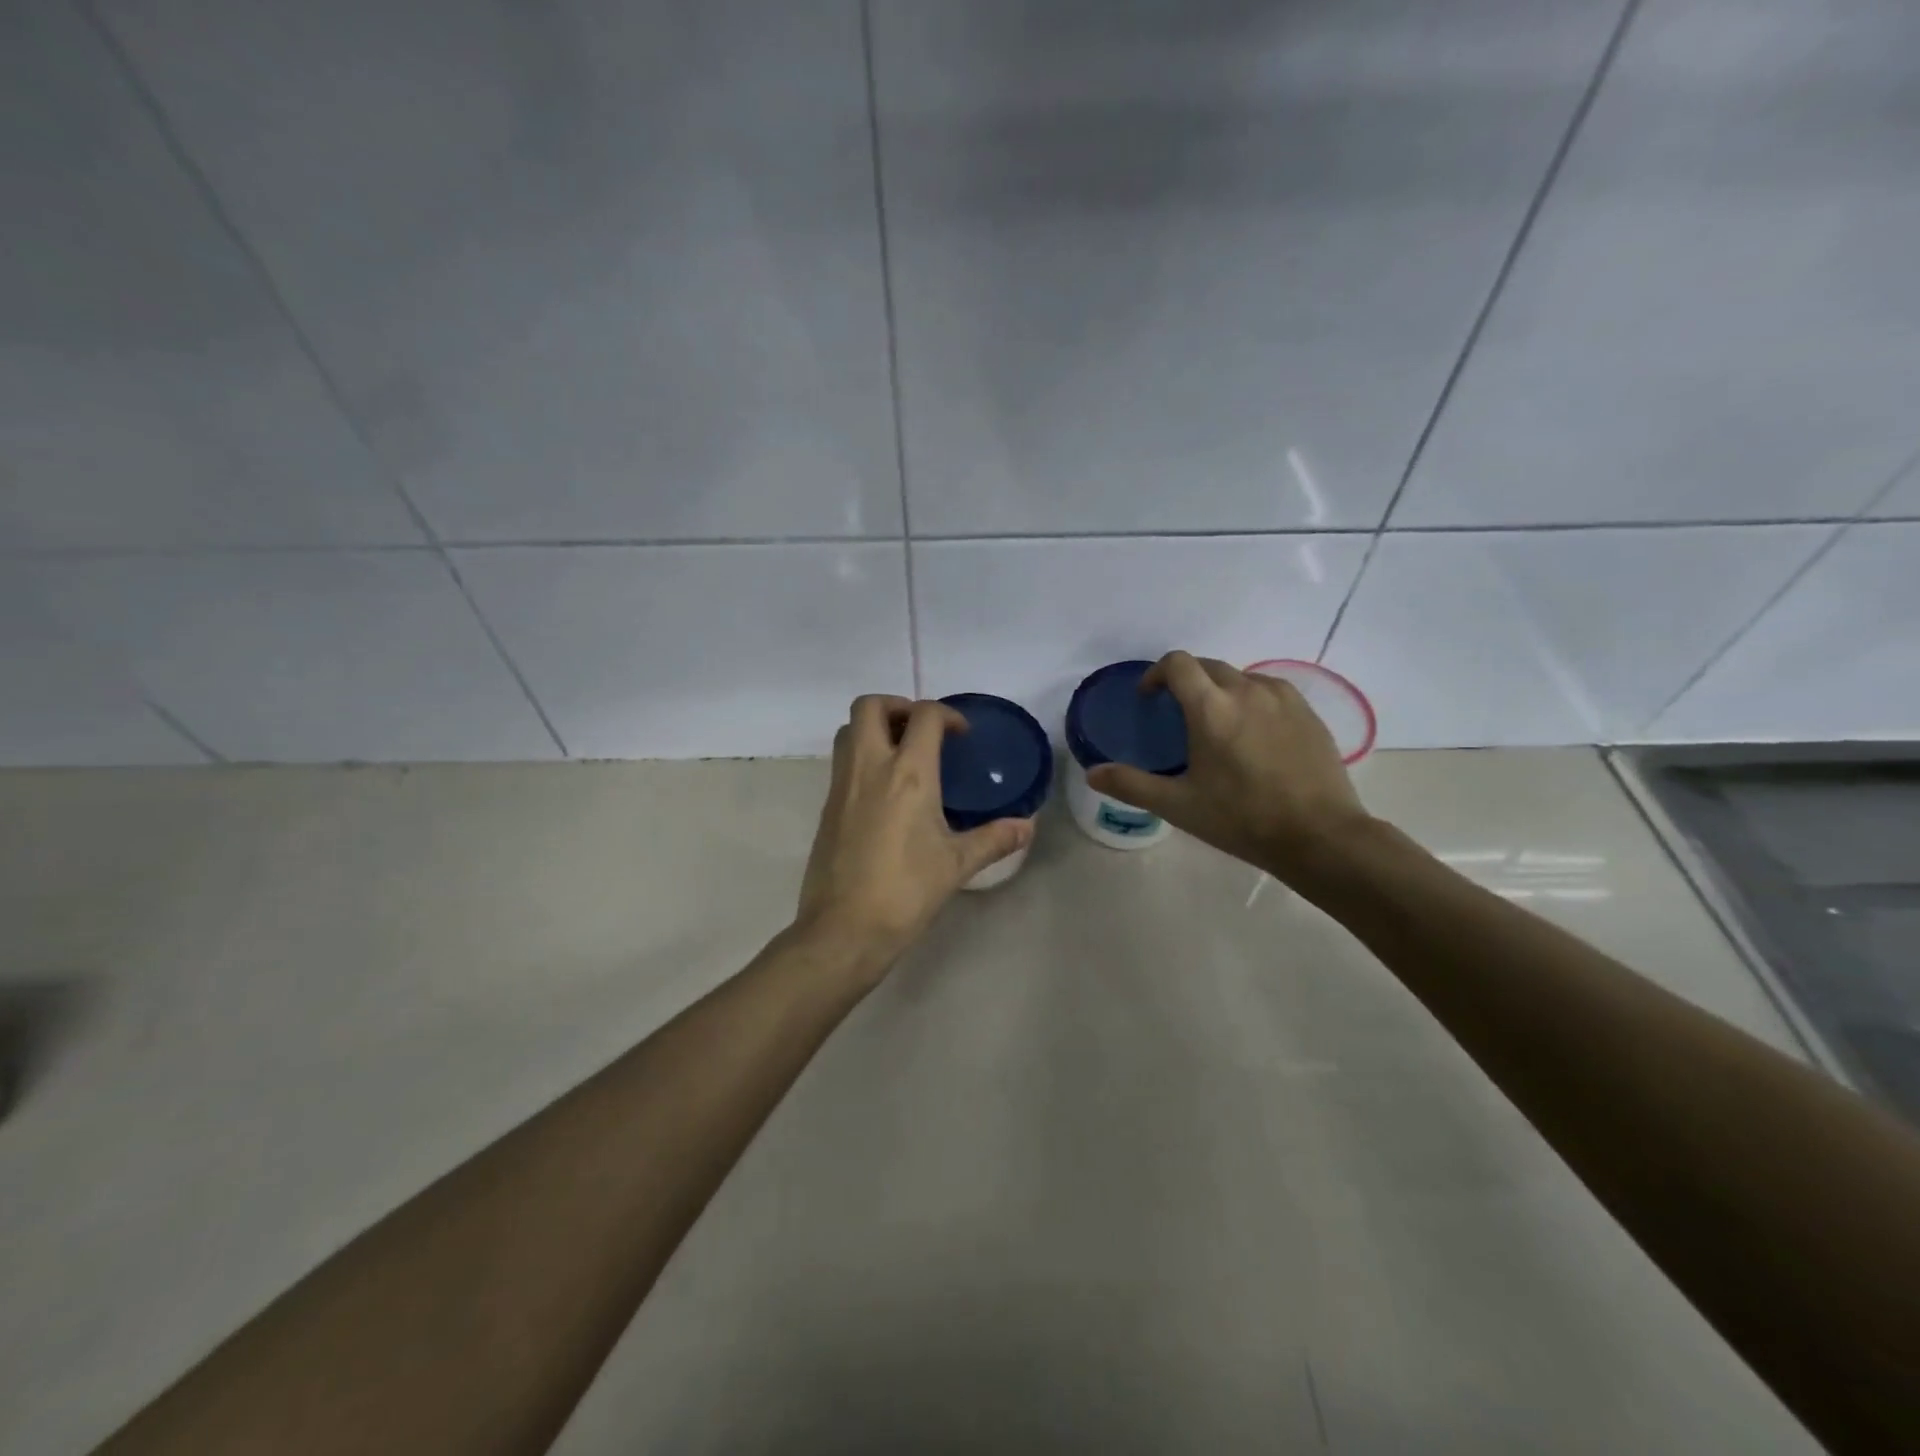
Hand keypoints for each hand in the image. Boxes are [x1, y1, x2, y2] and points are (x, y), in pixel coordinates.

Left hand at [796, 695, 1032, 978]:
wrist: (844, 929)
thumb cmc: (906, 891)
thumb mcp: (956, 864)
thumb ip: (994, 838)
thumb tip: (1027, 826)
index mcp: (908, 773)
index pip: (924, 715)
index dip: (946, 714)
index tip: (960, 735)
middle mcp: (870, 767)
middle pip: (870, 706)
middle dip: (898, 705)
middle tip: (921, 731)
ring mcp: (842, 785)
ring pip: (848, 730)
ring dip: (874, 728)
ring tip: (901, 753)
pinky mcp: (827, 807)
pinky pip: (841, 762)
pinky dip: (862, 756)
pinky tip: (884, 791)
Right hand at [1086, 651, 1372, 879]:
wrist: (1320, 836)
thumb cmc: (1242, 819)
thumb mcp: (1178, 805)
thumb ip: (1132, 784)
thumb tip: (1092, 773)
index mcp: (1211, 708)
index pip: (1177, 664)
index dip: (1156, 673)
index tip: (1149, 697)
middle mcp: (1247, 691)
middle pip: (1208, 666)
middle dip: (1186, 681)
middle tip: (1177, 714)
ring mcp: (1283, 698)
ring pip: (1241, 677)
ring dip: (1220, 689)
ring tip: (1217, 724)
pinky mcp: (1308, 712)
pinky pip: (1270, 691)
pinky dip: (1252, 700)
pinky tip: (1254, 734)